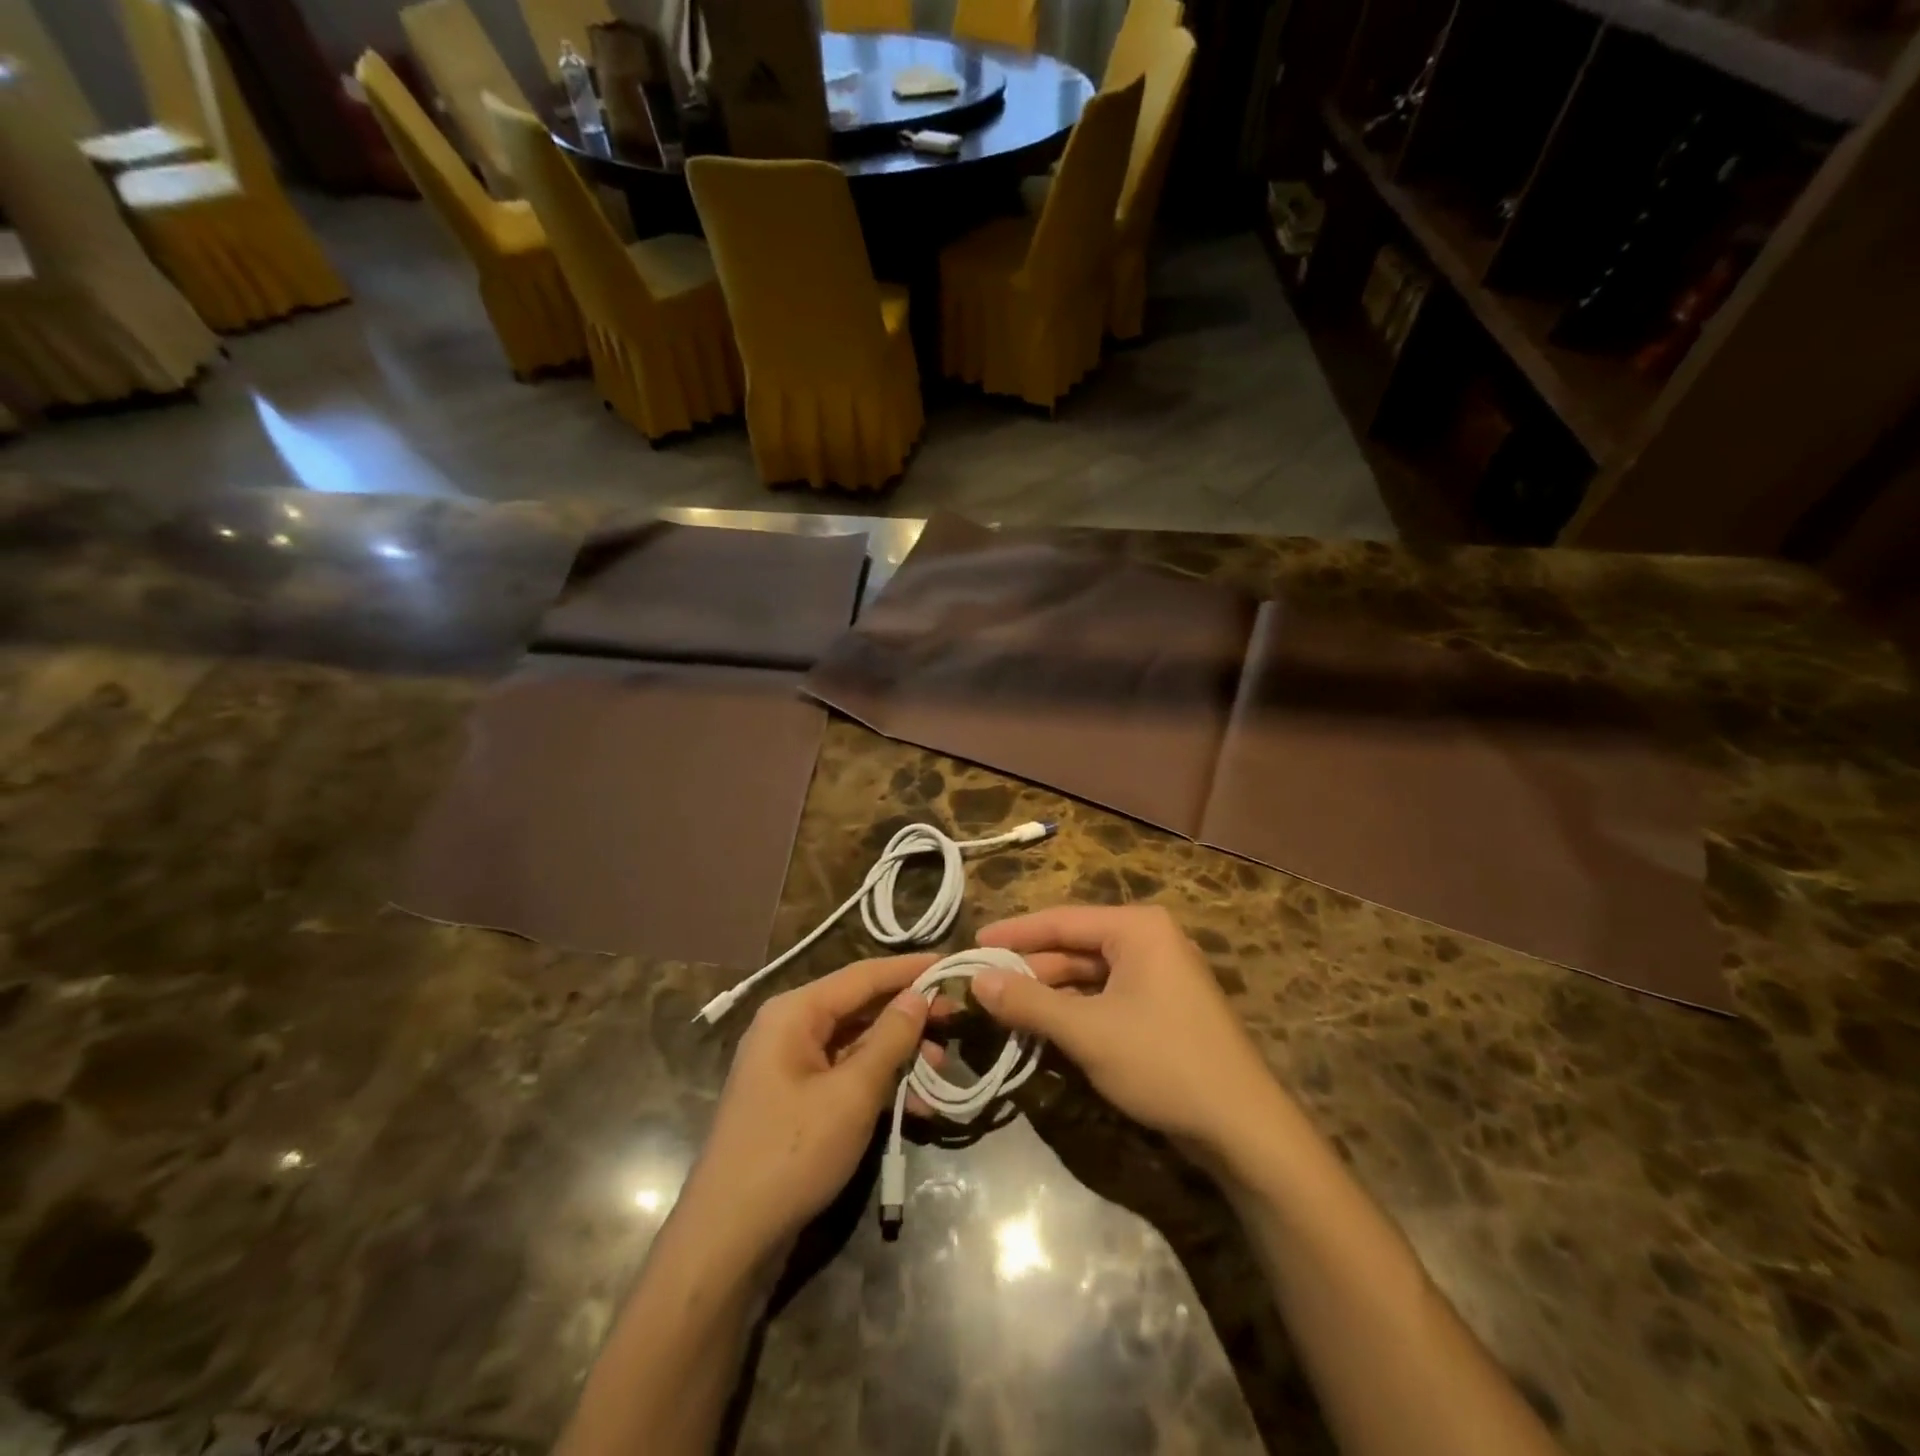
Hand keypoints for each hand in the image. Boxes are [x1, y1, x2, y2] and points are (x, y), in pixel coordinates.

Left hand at [679, 953, 940, 1260]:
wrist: (728, 1237)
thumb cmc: (792, 1152)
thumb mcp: (852, 1093)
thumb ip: (890, 1039)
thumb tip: (919, 995)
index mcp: (795, 1012)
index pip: (863, 975)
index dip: (909, 969)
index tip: (953, 962)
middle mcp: (790, 1027)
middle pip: (860, 1007)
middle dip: (909, 1015)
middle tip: (957, 1018)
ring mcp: (791, 1065)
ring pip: (857, 1043)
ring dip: (899, 1054)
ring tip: (942, 1066)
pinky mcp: (797, 1098)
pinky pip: (845, 1074)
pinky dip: (879, 1083)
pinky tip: (916, 1104)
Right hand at [971, 905, 1288, 1157]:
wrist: (1243, 1128)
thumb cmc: (1163, 1062)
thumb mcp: (1087, 1031)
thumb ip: (1029, 1002)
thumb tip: (976, 981)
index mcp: (1137, 928)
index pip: (1061, 921)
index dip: (1014, 933)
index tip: (974, 944)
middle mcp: (1150, 941)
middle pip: (1074, 947)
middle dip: (1030, 968)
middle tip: (983, 985)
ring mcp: (1160, 975)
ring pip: (1089, 976)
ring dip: (1049, 993)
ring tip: (1004, 1008)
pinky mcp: (1163, 1008)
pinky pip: (1107, 997)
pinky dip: (1075, 1011)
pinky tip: (1044, 1028)